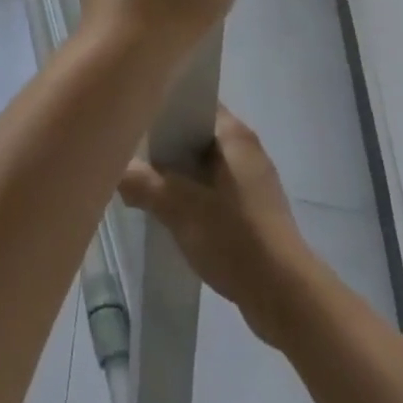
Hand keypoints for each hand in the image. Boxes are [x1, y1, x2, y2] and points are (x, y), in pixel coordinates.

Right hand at [118, 108, 313, 348]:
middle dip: (167, 146)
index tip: (136, 117)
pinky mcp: (258, 215)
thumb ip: (141, 183)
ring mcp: (256, 184)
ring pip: (206, 167)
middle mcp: (247, 150)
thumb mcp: (177, 206)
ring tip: (149, 187)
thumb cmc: (233, 235)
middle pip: (197, 135)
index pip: (193, 102)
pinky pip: (218, 194)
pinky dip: (197, 200)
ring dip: (181, 176)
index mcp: (234, 133)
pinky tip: (177, 217)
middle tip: (134, 154)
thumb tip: (116, 172)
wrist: (286, 299)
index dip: (163, 107)